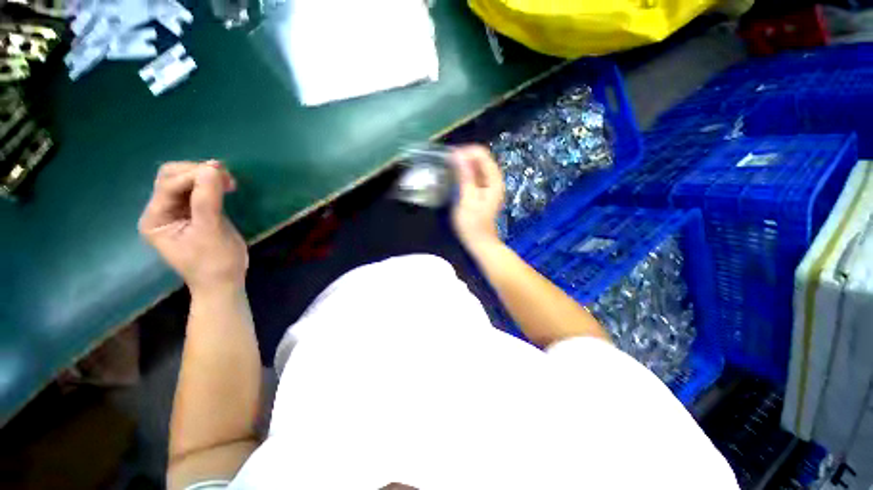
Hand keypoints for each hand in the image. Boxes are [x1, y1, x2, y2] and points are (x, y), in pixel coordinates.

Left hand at [138, 161, 247, 295]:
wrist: (224, 282)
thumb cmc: (215, 263)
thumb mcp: (211, 233)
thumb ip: (207, 201)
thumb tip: (212, 168)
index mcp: (155, 219)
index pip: (169, 185)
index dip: (194, 176)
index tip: (225, 176)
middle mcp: (160, 211)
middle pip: (171, 177)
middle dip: (197, 172)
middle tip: (226, 177)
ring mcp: (176, 211)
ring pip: (184, 180)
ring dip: (206, 177)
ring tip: (229, 183)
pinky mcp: (193, 212)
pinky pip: (197, 190)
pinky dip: (211, 184)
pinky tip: (225, 187)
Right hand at [450, 145, 504, 252]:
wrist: (479, 242)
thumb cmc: (472, 223)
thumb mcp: (467, 199)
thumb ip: (464, 176)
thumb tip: (458, 155)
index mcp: (494, 179)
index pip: (481, 154)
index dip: (465, 152)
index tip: (449, 157)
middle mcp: (494, 179)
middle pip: (480, 158)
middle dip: (464, 157)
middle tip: (447, 163)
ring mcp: (490, 185)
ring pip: (477, 166)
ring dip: (463, 165)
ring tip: (449, 169)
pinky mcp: (484, 191)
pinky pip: (475, 175)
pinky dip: (465, 173)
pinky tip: (455, 177)